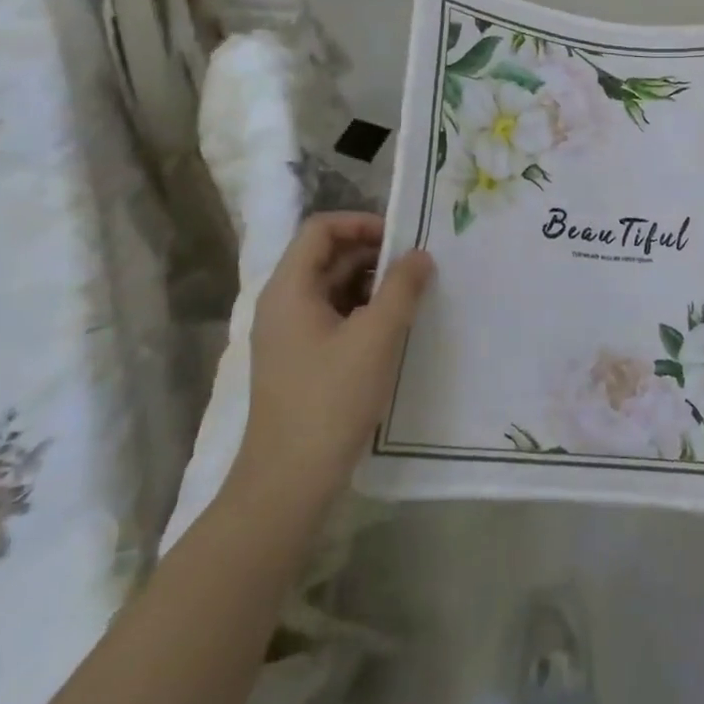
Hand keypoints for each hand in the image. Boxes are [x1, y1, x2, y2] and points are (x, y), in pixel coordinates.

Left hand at [233, 213, 434, 506]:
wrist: (289, 480)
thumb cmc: (331, 399)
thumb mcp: (376, 337)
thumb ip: (401, 288)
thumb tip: (420, 255)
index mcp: (290, 288)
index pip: (321, 229)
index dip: (361, 223)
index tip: (402, 238)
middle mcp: (283, 303)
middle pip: (327, 256)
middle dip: (373, 254)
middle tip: (417, 266)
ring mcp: (289, 334)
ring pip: (333, 288)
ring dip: (371, 284)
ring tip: (413, 295)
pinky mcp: (301, 360)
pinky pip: (333, 317)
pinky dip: (363, 311)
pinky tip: (394, 328)